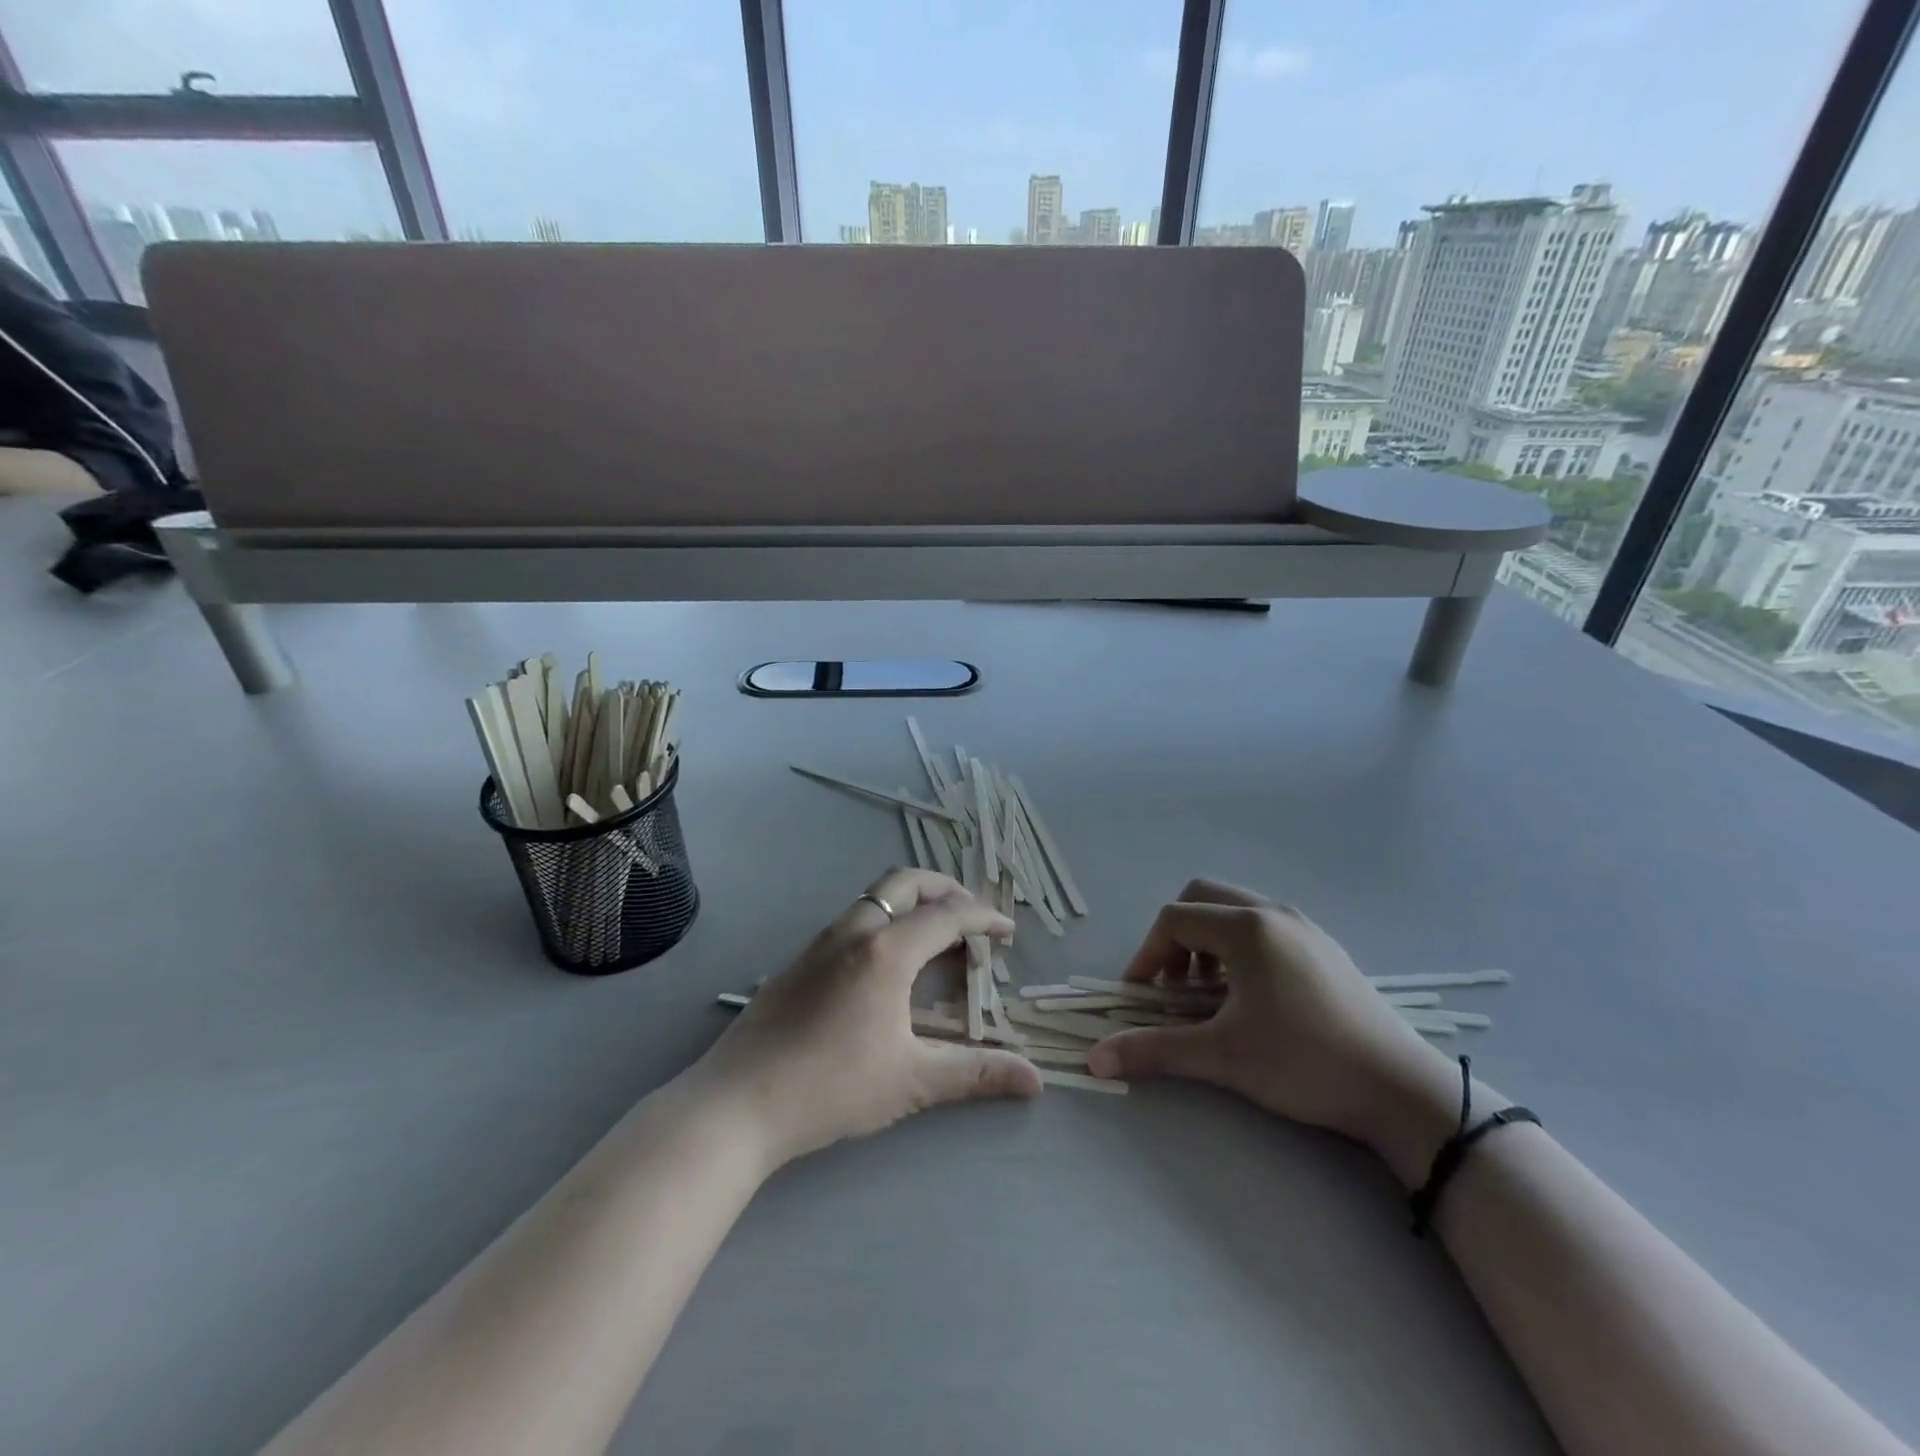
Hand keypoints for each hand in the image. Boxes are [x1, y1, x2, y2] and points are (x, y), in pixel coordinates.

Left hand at [688, 869, 1043, 1170]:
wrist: (737, 1103)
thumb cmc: (831, 1088)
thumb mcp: (912, 1081)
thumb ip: (976, 1073)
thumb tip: (1035, 1080)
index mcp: (887, 950)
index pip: (949, 914)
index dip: (985, 917)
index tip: (1009, 932)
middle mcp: (855, 930)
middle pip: (906, 882)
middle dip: (946, 888)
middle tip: (971, 915)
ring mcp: (821, 940)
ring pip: (875, 896)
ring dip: (911, 902)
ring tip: (934, 936)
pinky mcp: (800, 958)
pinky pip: (853, 918)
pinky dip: (885, 919)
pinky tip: (887, 965)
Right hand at [1086, 879, 1462, 1179]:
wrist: (1401, 1090)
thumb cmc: (1304, 1062)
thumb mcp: (1222, 1056)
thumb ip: (1154, 1050)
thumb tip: (1095, 1058)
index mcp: (1246, 928)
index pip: (1174, 919)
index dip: (1146, 954)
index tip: (1140, 995)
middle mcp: (1273, 913)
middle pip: (1202, 898)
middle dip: (1176, 937)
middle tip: (1174, 984)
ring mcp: (1304, 927)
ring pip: (1235, 911)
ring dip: (1208, 942)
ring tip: (1210, 993)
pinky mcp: (1324, 948)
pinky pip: (1265, 927)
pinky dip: (1239, 948)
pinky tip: (1251, 997)